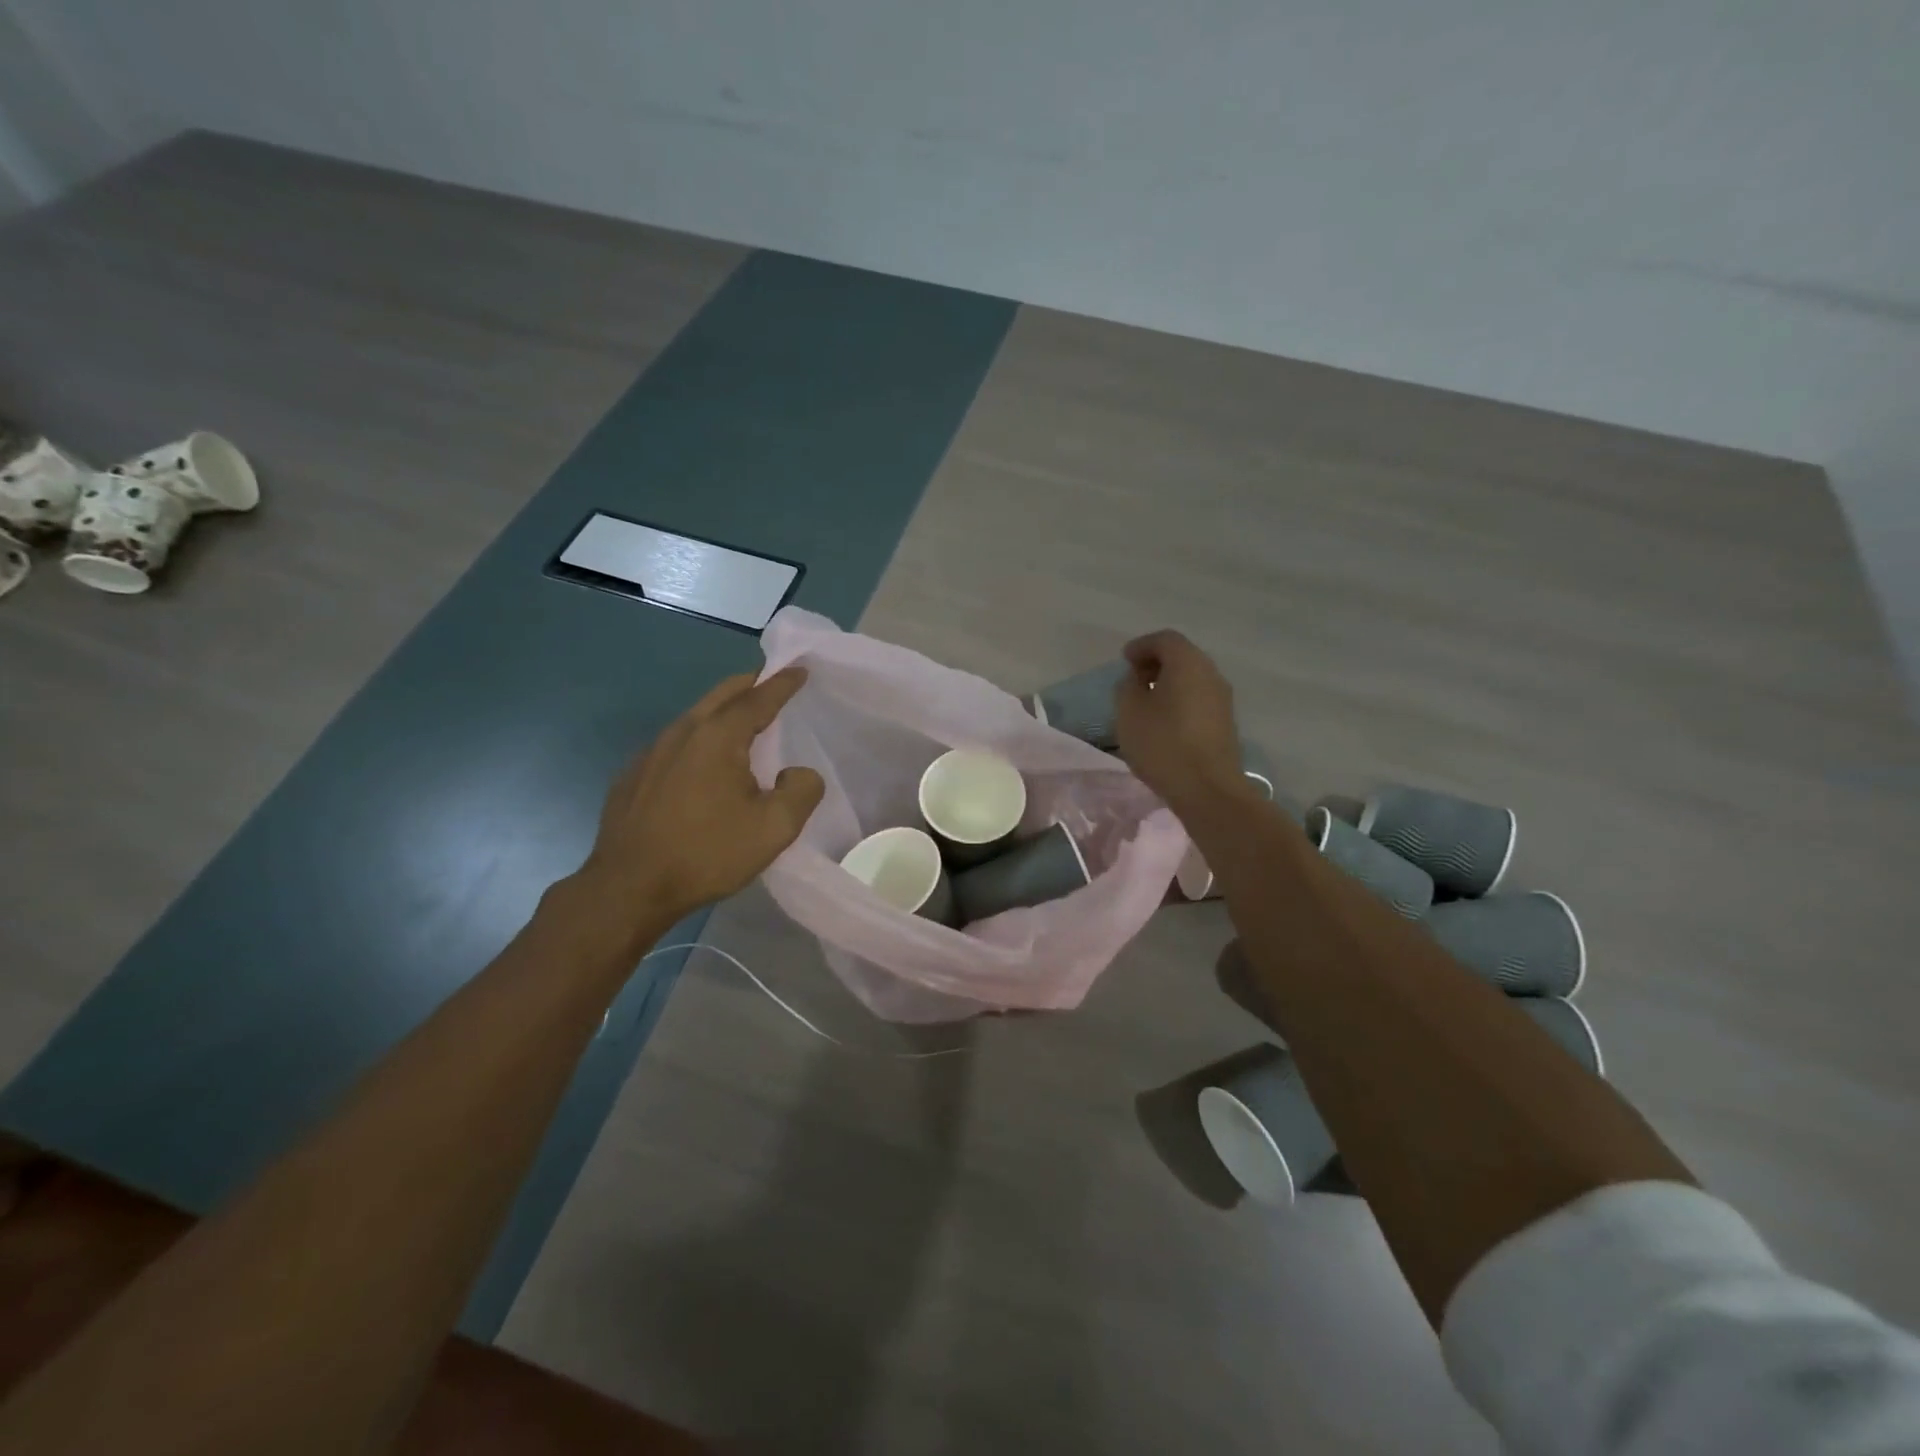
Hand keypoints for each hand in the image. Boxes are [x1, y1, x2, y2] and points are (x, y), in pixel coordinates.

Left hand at [579, 668, 824, 924]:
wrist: (628, 888)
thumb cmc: (706, 853)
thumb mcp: (774, 829)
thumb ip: (801, 791)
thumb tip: (799, 773)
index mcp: (718, 737)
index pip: (758, 698)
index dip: (783, 683)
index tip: (800, 670)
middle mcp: (683, 732)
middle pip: (721, 695)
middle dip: (749, 685)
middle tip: (771, 684)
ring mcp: (652, 752)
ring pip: (695, 717)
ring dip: (722, 711)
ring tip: (742, 723)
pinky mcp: (633, 775)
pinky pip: (675, 743)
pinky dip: (698, 739)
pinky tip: (702, 764)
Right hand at [1115, 630, 1253, 817]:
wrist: (1207, 789)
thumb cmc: (1163, 744)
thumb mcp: (1129, 712)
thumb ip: (1128, 686)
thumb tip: (1137, 679)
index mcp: (1188, 663)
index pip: (1165, 639)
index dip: (1141, 645)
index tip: (1124, 660)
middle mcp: (1210, 673)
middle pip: (1182, 656)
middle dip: (1156, 662)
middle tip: (1133, 678)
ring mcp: (1222, 699)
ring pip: (1192, 678)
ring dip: (1168, 683)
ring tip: (1145, 701)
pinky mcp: (1225, 722)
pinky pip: (1198, 698)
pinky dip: (1180, 699)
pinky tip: (1164, 720)